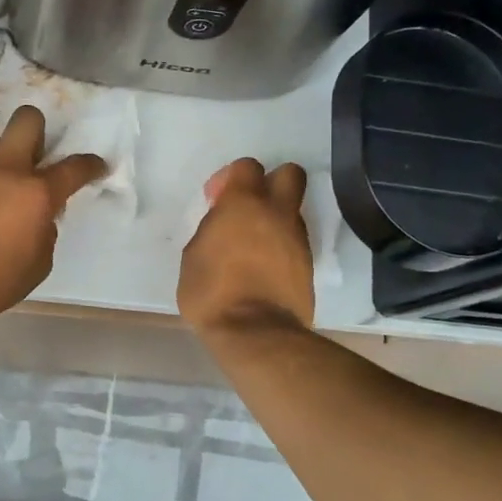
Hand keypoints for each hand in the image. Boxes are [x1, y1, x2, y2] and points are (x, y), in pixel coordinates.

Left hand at [0, 105, 106, 320]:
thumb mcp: (37, 265)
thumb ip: (44, 232)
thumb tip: (39, 218)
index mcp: (36, 193)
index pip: (74, 167)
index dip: (90, 164)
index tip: (95, 166)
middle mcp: (4, 169)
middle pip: (27, 121)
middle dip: (37, 130)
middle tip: (33, 158)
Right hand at [178, 158, 314, 333]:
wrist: (257, 333)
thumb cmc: (213, 292)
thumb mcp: (193, 256)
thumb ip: (211, 229)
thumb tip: (223, 227)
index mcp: (244, 204)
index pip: (248, 167)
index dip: (231, 178)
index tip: (216, 201)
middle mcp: (277, 213)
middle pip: (289, 174)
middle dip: (270, 182)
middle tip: (246, 209)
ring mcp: (297, 238)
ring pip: (292, 210)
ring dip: (274, 218)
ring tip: (251, 246)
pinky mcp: (308, 264)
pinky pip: (294, 241)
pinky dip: (280, 245)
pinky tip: (263, 267)